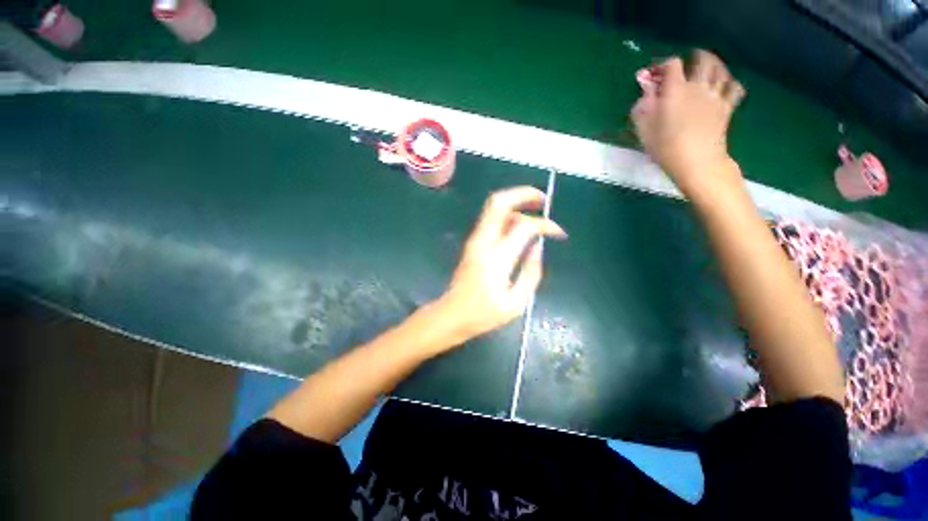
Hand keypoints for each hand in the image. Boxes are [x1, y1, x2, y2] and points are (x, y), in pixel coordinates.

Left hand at [433, 186, 565, 344]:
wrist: (453, 314)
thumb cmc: (484, 313)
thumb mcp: (516, 302)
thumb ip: (531, 272)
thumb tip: (538, 246)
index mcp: (497, 257)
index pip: (524, 226)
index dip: (545, 224)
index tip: (559, 233)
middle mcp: (483, 241)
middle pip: (499, 202)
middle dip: (523, 194)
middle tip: (543, 200)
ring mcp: (475, 240)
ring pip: (494, 208)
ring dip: (516, 204)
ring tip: (535, 214)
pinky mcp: (473, 243)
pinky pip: (491, 219)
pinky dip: (508, 215)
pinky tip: (520, 228)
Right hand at [632, 50, 746, 198]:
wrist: (696, 162)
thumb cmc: (665, 147)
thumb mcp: (643, 128)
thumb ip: (643, 105)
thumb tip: (645, 90)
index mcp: (675, 90)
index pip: (673, 64)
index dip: (664, 65)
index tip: (657, 74)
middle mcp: (698, 86)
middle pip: (702, 60)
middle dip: (695, 57)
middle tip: (691, 60)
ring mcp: (716, 96)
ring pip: (721, 70)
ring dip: (715, 64)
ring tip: (709, 67)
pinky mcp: (727, 107)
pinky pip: (734, 87)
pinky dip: (730, 83)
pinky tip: (725, 85)